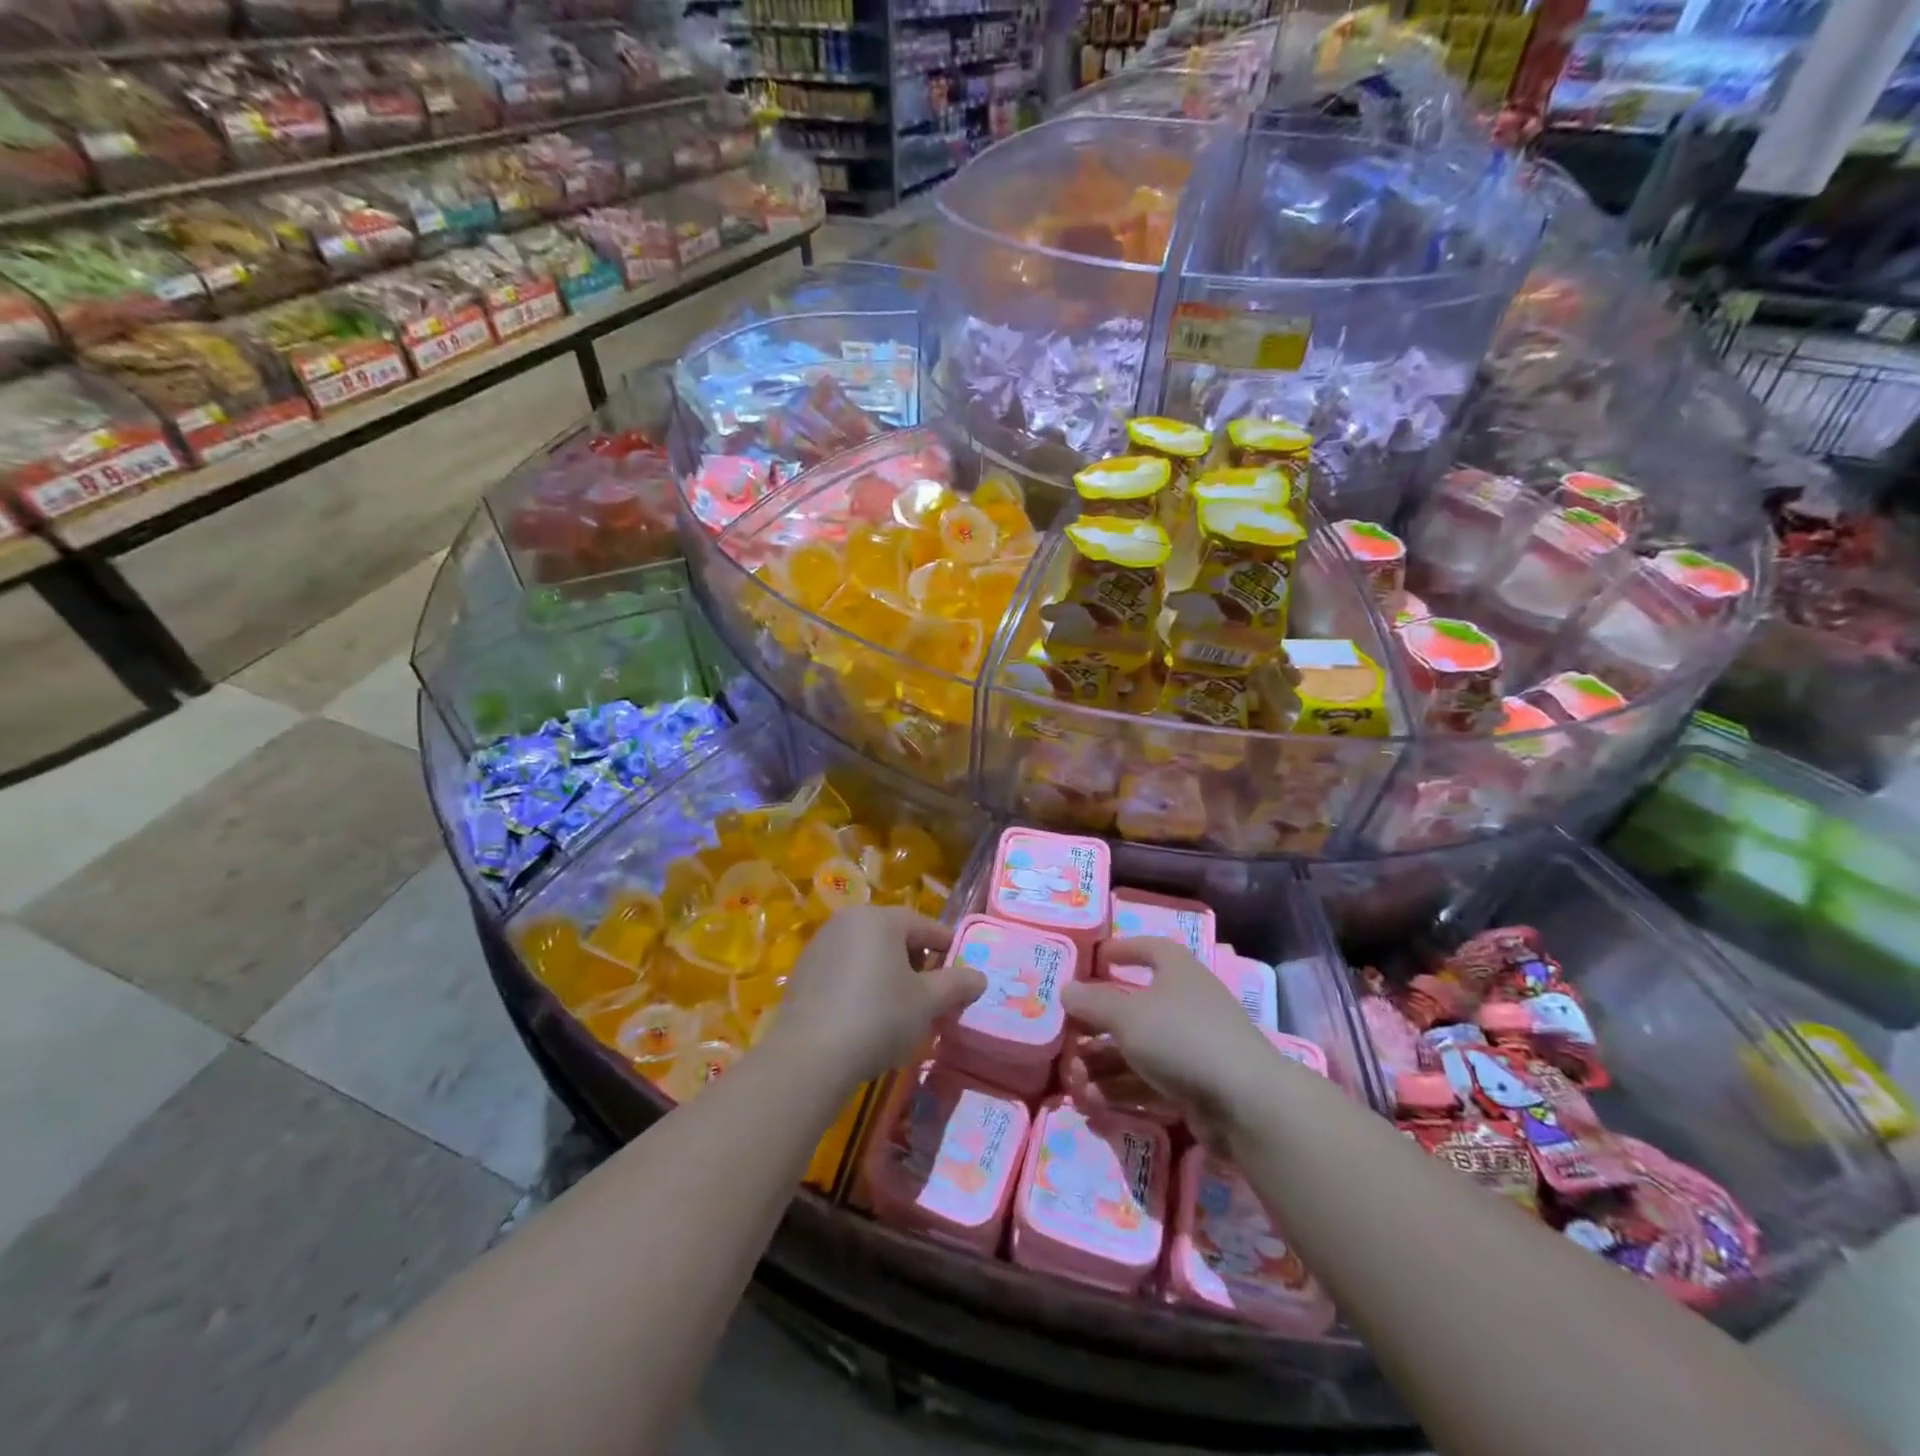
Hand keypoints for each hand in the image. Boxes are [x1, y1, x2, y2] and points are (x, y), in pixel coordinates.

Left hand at [762, 906, 984, 1084]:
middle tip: (931, 995)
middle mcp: (848, 921)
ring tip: (900, 1010)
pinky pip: (844, 971)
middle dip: (916, 963)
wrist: (809, 1056)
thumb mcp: (927, 1002)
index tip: (961, 971)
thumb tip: (980, 977)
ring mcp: (821, 945)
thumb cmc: (878, 1017)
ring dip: (888, 975)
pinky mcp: (803, 972)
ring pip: (867, 954)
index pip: (925, 925)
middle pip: (894, 936)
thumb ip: (957, 984)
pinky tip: (866, 1017)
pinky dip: (861, 985)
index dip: (947, 947)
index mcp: (880, 919)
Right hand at [1060, 937, 1275, 1143]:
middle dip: (1099, 1024)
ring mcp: (1194, 1046)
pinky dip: (1122, 1088)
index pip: (1150, 949)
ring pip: (1139, 1049)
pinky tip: (1093, 1102)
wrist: (1244, 1100)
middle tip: (1069, 1036)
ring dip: (1104, 1063)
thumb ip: (1093, 1003)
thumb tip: (1066, 990)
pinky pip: (1151, 1080)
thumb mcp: (1126, 1015)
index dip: (1124, 950)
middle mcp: (1187, 1003)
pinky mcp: (1196, 1085)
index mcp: (1177, 971)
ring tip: (1073, 1080)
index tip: (1098, 958)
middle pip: (1136, 1007)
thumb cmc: (1181, 1037)